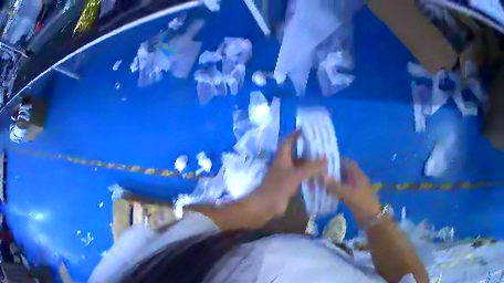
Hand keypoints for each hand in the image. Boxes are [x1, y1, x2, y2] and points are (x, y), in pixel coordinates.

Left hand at [246, 131, 326, 220]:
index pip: (289, 140)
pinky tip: (318, 175)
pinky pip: (300, 175)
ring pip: (299, 164)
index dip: (296, 134)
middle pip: (296, 152)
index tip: (309, 130)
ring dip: (309, 162)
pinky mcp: (288, 184)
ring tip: (324, 159)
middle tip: (322, 146)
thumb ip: (311, 167)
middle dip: (308, 148)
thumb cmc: (278, 187)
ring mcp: (286, 174)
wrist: (265, 205)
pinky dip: (308, 174)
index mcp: (282, 156)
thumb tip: (326, 159)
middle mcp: (284, 163)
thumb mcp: (296, 175)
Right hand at [324, 159, 381, 226]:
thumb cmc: (361, 202)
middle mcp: (357, 178)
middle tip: (321, 172)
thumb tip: (323, 177)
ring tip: (322, 182)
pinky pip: (343, 189)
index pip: (348, 162)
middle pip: (345, 171)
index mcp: (358, 174)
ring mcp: (355, 187)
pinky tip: (327, 192)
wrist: (370, 217)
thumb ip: (335, 186)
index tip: (326, 161)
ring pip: (343, 181)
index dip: (338, 160)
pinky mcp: (353, 196)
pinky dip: (336, 189)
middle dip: (334, 171)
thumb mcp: (348, 194)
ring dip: (334, 181)